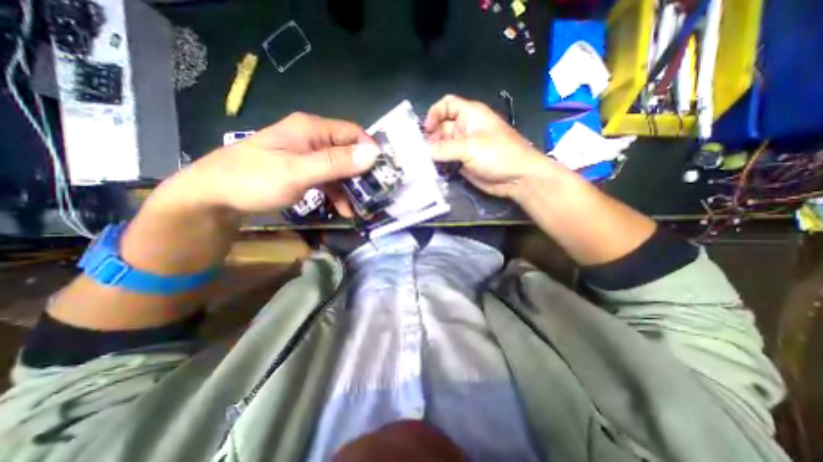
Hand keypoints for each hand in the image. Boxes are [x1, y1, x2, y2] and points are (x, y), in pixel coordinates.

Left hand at [175, 114, 380, 216]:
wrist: (214, 197)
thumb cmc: (254, 180)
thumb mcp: (298, 172)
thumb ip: (336, 163)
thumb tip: (373, 154)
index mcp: (312, 129)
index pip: (353, 133)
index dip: (370, 150)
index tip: (383, 173)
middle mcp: (312, 139)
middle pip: (348, 152)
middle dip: (362, 174)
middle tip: (374, 195)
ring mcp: (308, 156)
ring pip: (340, 169)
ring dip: (351, 188)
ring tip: (360, 209)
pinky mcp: (304, 171)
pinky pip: (328, 180)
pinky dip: (338, 194)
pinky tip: (343, 210)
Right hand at [424, 94, 558, 198]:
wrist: (518, 178)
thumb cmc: (498, 154)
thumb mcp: (470, 147)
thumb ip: (444, 149)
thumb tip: (422, 151)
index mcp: (470, 115)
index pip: (447, 105)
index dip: (434, 113)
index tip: (425, 130)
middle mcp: (465, 129)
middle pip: (441, 128)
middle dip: (429, 138)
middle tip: (418, 153)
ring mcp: (464, 148)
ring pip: (442, 146)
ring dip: (432, 154)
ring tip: (421, 163)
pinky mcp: (463, 163)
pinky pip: (447, 161)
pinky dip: (439, 165)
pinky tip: (431, 171)